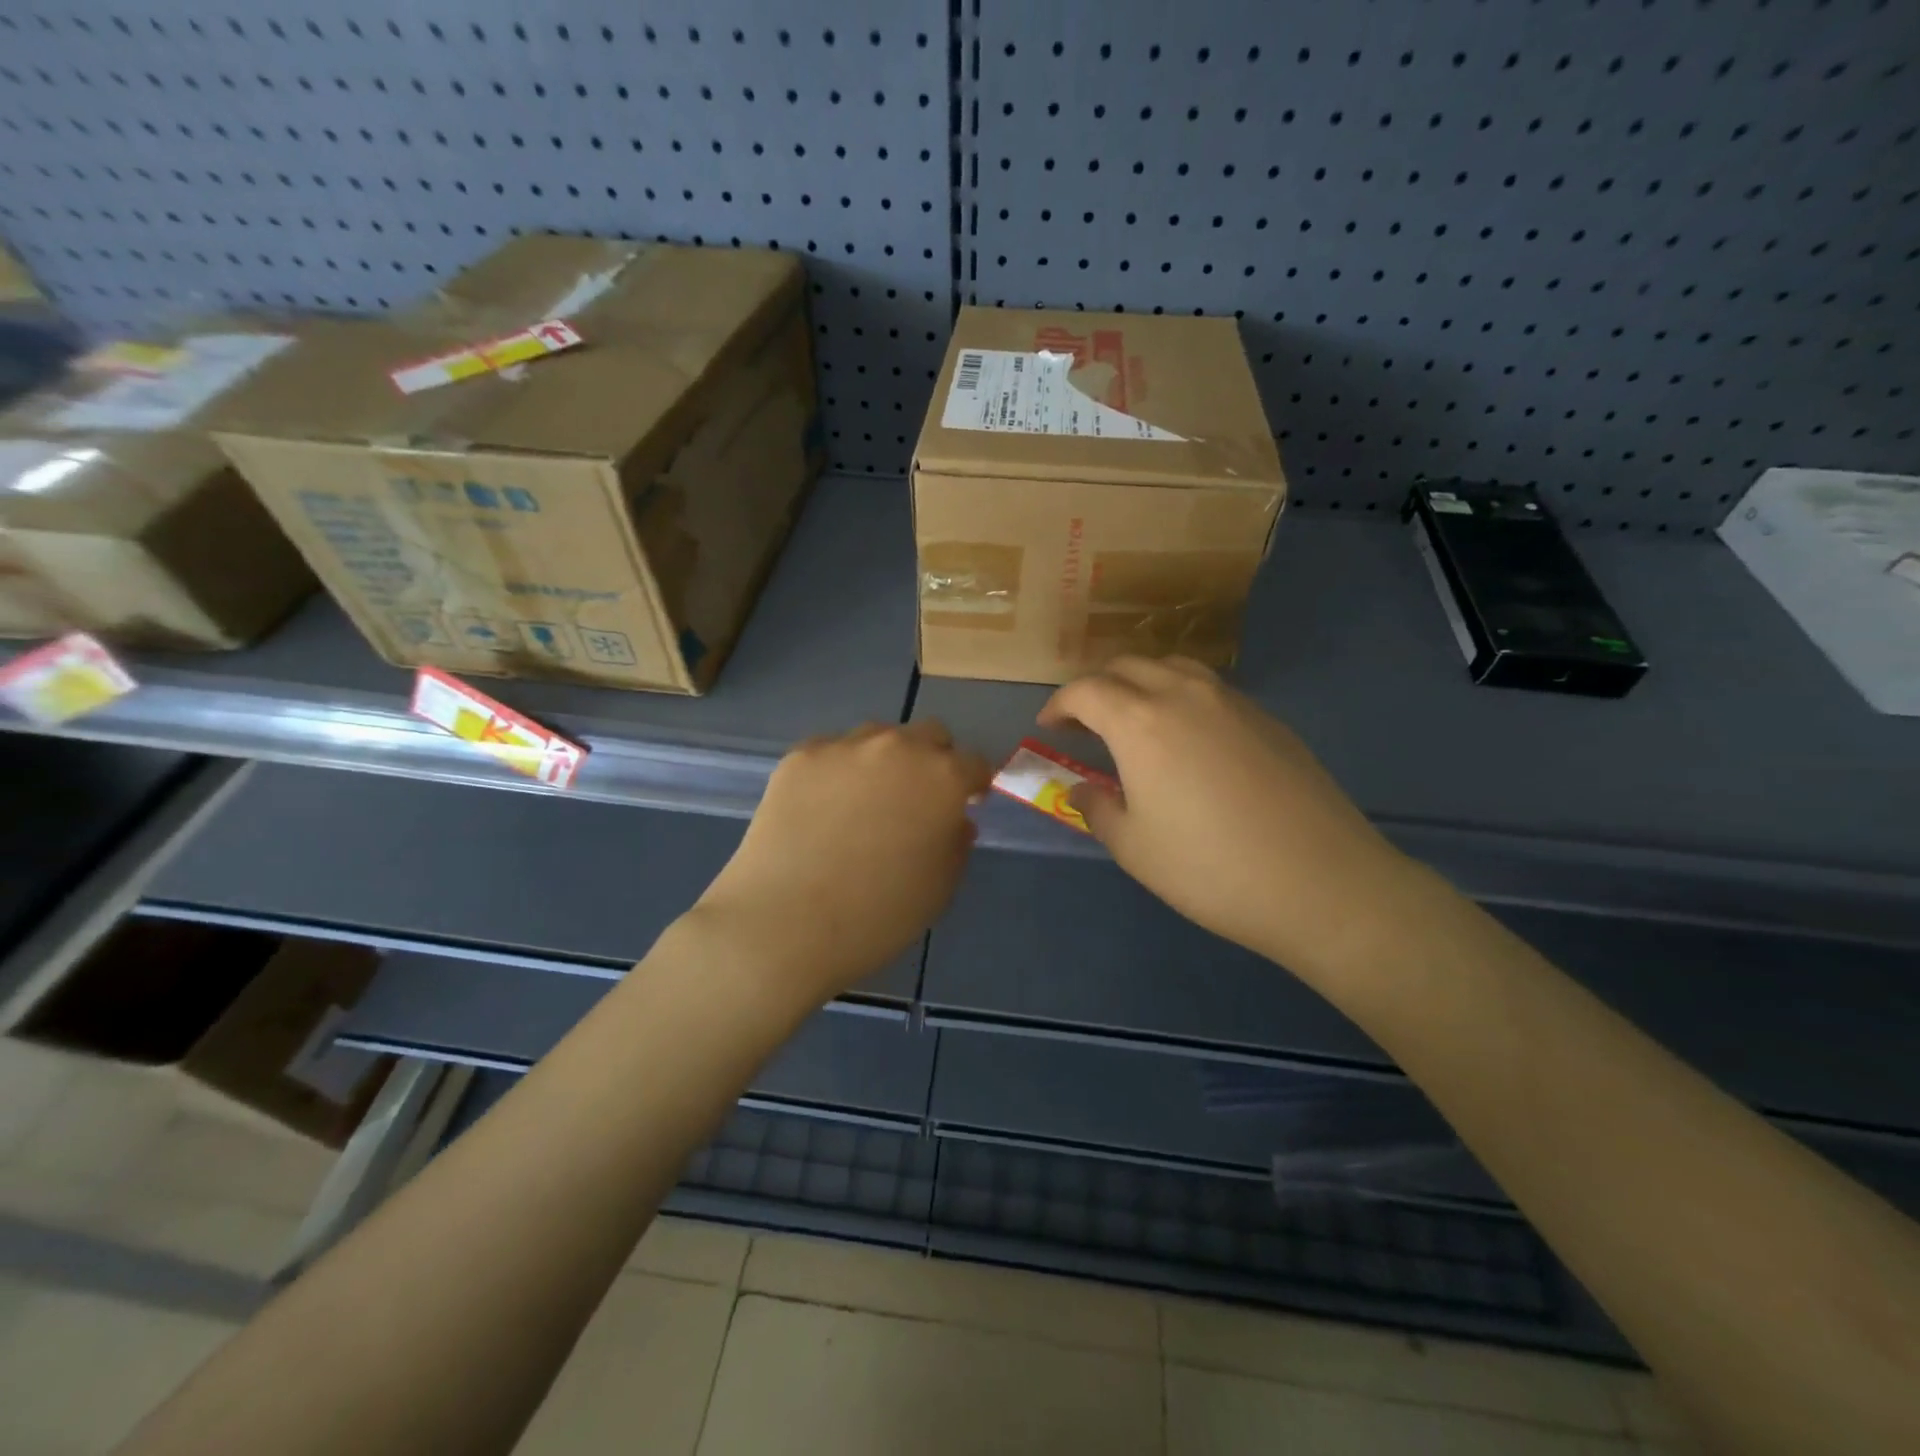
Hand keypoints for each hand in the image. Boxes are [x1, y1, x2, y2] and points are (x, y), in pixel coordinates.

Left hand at [691, 720, 991, 1008]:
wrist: (785, 924)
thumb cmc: (877, 916)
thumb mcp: (939, 888)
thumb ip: (955, 843)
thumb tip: (952, 820)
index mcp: (943, 778)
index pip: (975, 763)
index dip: (973, 784)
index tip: (965, 804)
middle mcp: (898, 748)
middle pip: (928, 735)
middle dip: (933, 760)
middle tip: (917, 800)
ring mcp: (844, 747)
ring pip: (877, 737)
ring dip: (884, 760)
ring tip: (864, 802)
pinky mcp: (800, 756)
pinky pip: (832, 752)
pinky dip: (838, 771)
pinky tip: (822, 808)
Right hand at [1039, 656, 1417, 975]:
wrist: (1320, 883)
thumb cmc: (1210, 869)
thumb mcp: (1134, 848)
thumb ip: (1097, 809)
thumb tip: (1082, 790)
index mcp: (1140, 722)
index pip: (1086, 691)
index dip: (1060, 704)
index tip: (1049, 726)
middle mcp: (1183, 695)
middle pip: (1128, 666)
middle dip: (1097, 687)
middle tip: (1085, 722)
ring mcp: (1232, 701)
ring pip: (1172, 667)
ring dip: (1141, 683)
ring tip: (1134, 719)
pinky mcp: (1267, 718)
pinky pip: (1209, 689)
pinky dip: (1181, 697)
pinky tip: (1188, 738)